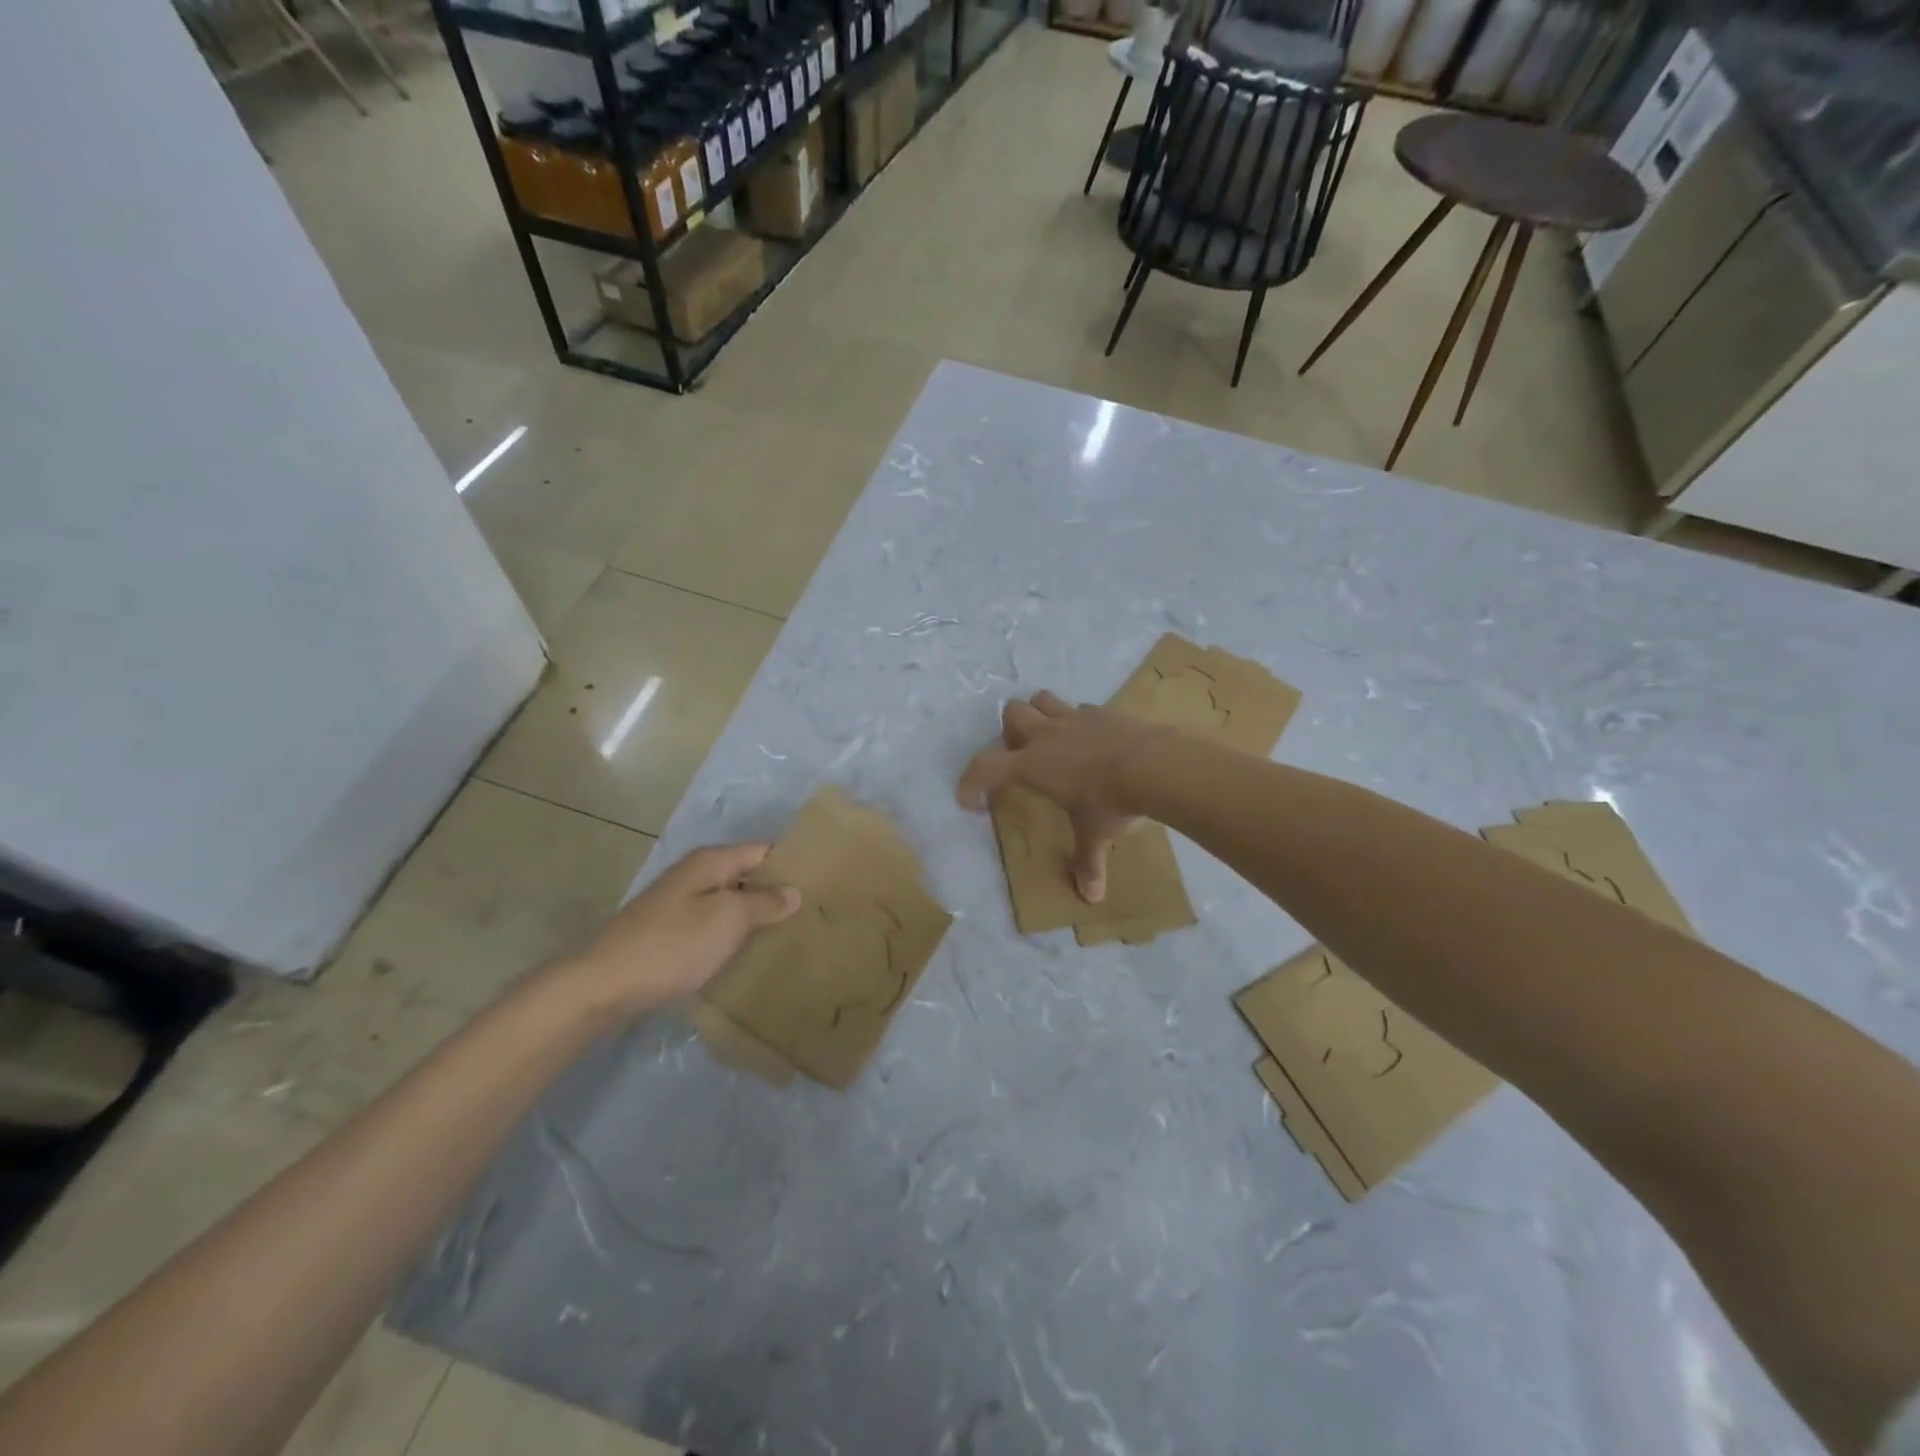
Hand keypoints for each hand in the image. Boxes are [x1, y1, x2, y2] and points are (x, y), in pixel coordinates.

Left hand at [547, 844, 800, 1022]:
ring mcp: (679, 903)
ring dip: (755, 914)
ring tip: (790, 933)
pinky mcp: (669, 932)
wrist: (604, 984)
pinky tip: (749, 951)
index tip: (823, 880)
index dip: (791, 862)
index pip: (763, 850)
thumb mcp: (727, 919)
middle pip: (746, 874)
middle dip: (776, 890)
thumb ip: (763, 902)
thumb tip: (793, 891)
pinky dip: (733, 933)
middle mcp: (695, 874)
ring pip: (730, 901)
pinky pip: (713, 924)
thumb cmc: (673, 944)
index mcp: (711, 861)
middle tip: (813, 911)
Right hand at [956, 691, 1164, 903]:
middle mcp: (1047, 735)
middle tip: (1023, 757)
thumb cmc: (1111, 802)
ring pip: (1042, 699)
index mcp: (1032, 765)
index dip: (970, 781)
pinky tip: (1091, 740)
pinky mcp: (1103, 712)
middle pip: (1012, 713)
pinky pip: (1081, 708)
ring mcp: (1075, 718)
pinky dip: (1078, 721)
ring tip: (1051, 738)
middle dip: (1010, 731)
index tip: (971, 801)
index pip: (984, 767)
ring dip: (1039, 714)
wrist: (1153, 765)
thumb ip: (1089, 862)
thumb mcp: (1096, 835)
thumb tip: (1091, 898)